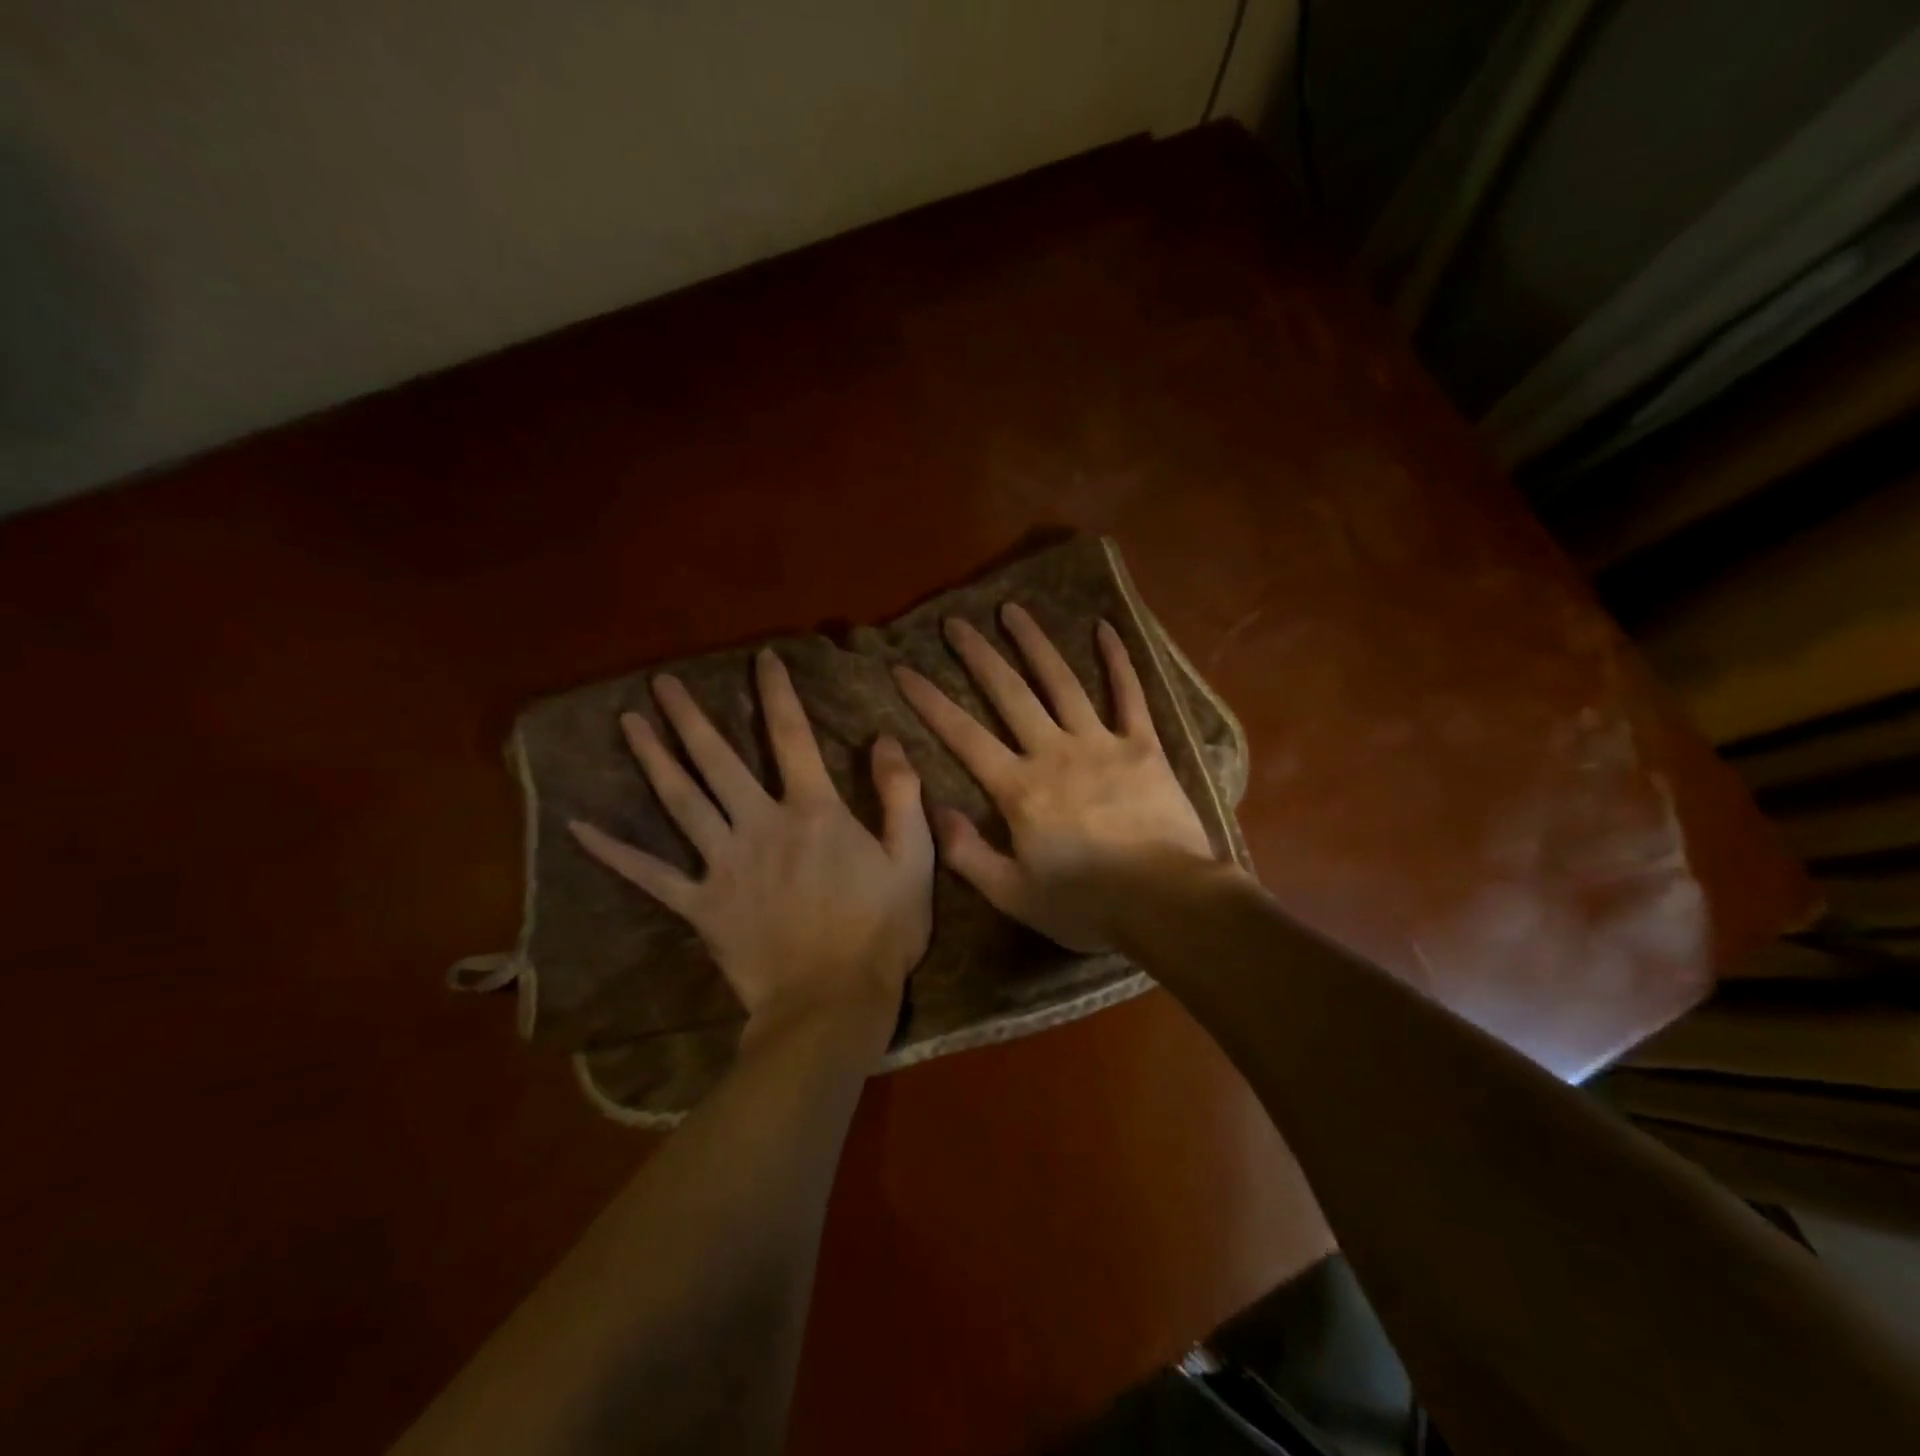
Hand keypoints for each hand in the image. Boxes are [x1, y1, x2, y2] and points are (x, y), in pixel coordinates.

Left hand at [570, 648, 934, 1054]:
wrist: (832, 1002)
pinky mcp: (701, 905)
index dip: (778, 693)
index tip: (762, 658)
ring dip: (652, 759)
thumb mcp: (914, 858)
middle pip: (718, 760)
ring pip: (680, 801)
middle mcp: (760, 825)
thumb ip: (901, 794)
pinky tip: (578, 827)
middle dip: (690, 717)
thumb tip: (886, 739)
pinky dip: (613, 851)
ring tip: (628, 722)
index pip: (793, 737)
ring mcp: (724, 864)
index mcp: (813, 811)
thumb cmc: (881, 930)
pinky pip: (649, 875)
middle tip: (661, 682)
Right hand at [894, 604, 1223, 952]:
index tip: (903, 669)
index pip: (963, 735)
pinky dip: (1118, 660)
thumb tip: (933, 809)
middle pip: (1009, 693)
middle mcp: (1053, 752)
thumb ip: (967, 852)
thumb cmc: (1086, 904)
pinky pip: (1129, 694)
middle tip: (955, 622)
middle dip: (978, 655)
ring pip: (1061, 682)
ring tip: (1012, 610)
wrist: (1167, 903)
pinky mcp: (1144, 746)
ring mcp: (1101, 743)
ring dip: (1034, 643)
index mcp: (1019, 788)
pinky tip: (1105, 628)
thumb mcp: (1012, 895)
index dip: (930, 701)